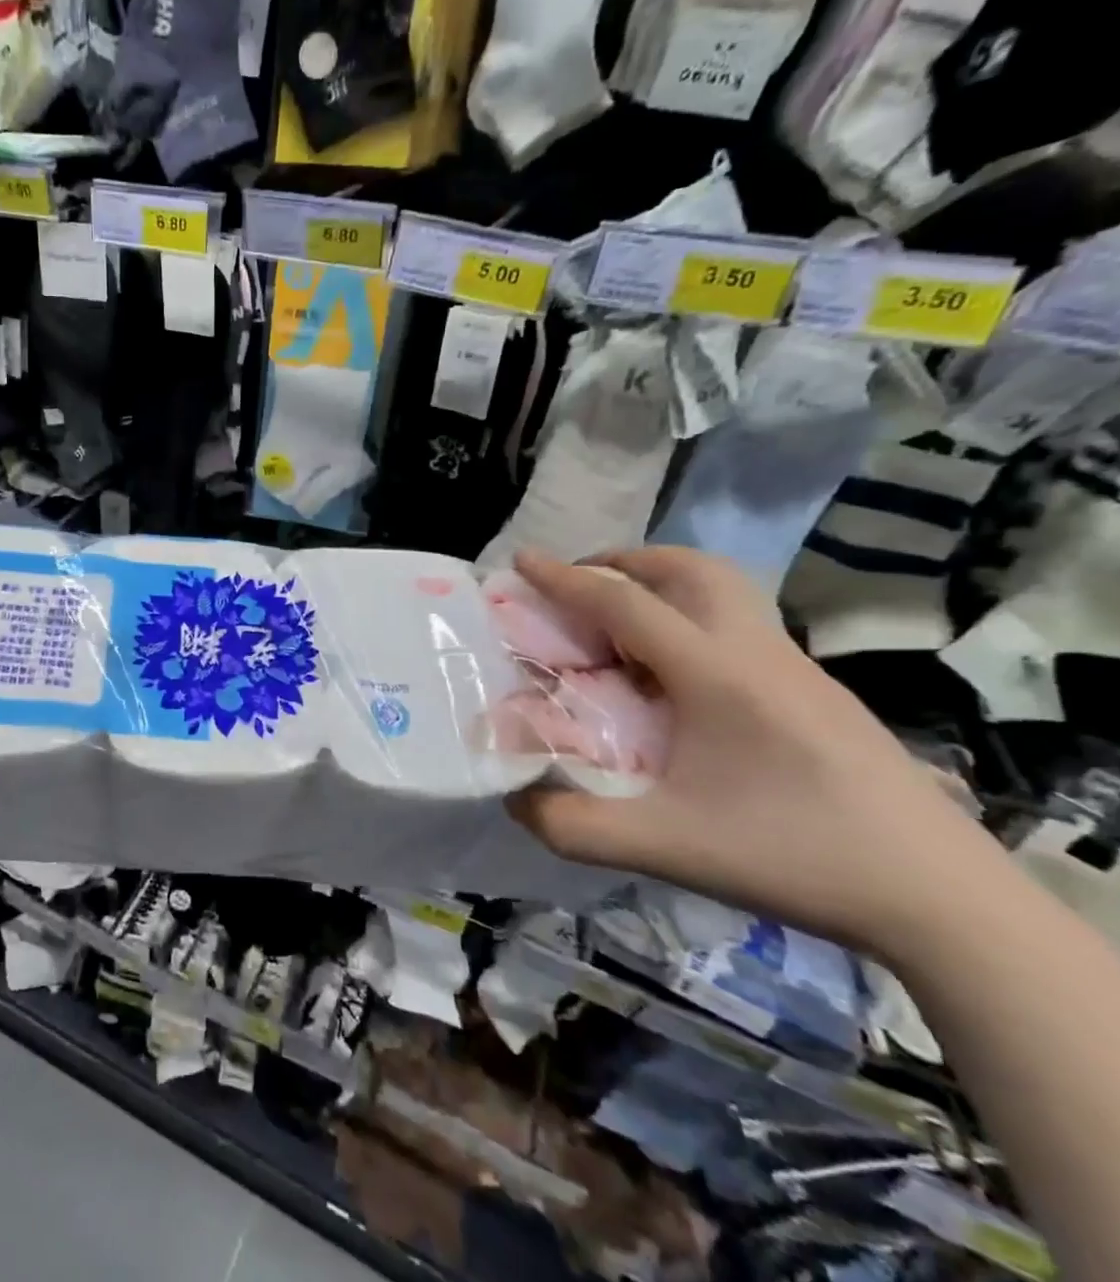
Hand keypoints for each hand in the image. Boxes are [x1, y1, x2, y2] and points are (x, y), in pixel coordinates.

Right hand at [506, 546, 998, 952]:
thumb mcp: (665, 848)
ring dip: (663, 583)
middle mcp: (756, 653)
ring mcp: (796, 669)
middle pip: (689, 569)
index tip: (520, 559)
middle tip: (579, 586)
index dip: (564, 578)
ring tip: (622, 620)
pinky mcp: (818, 692)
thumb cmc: (796, 858)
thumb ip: (572, 825)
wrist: (945, 901)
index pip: (625, 603)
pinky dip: (691, 617)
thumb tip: (514, 800)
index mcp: (715, 674)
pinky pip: (740, 624)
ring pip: (725, 590)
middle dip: (623, 562)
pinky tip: (675, 676)